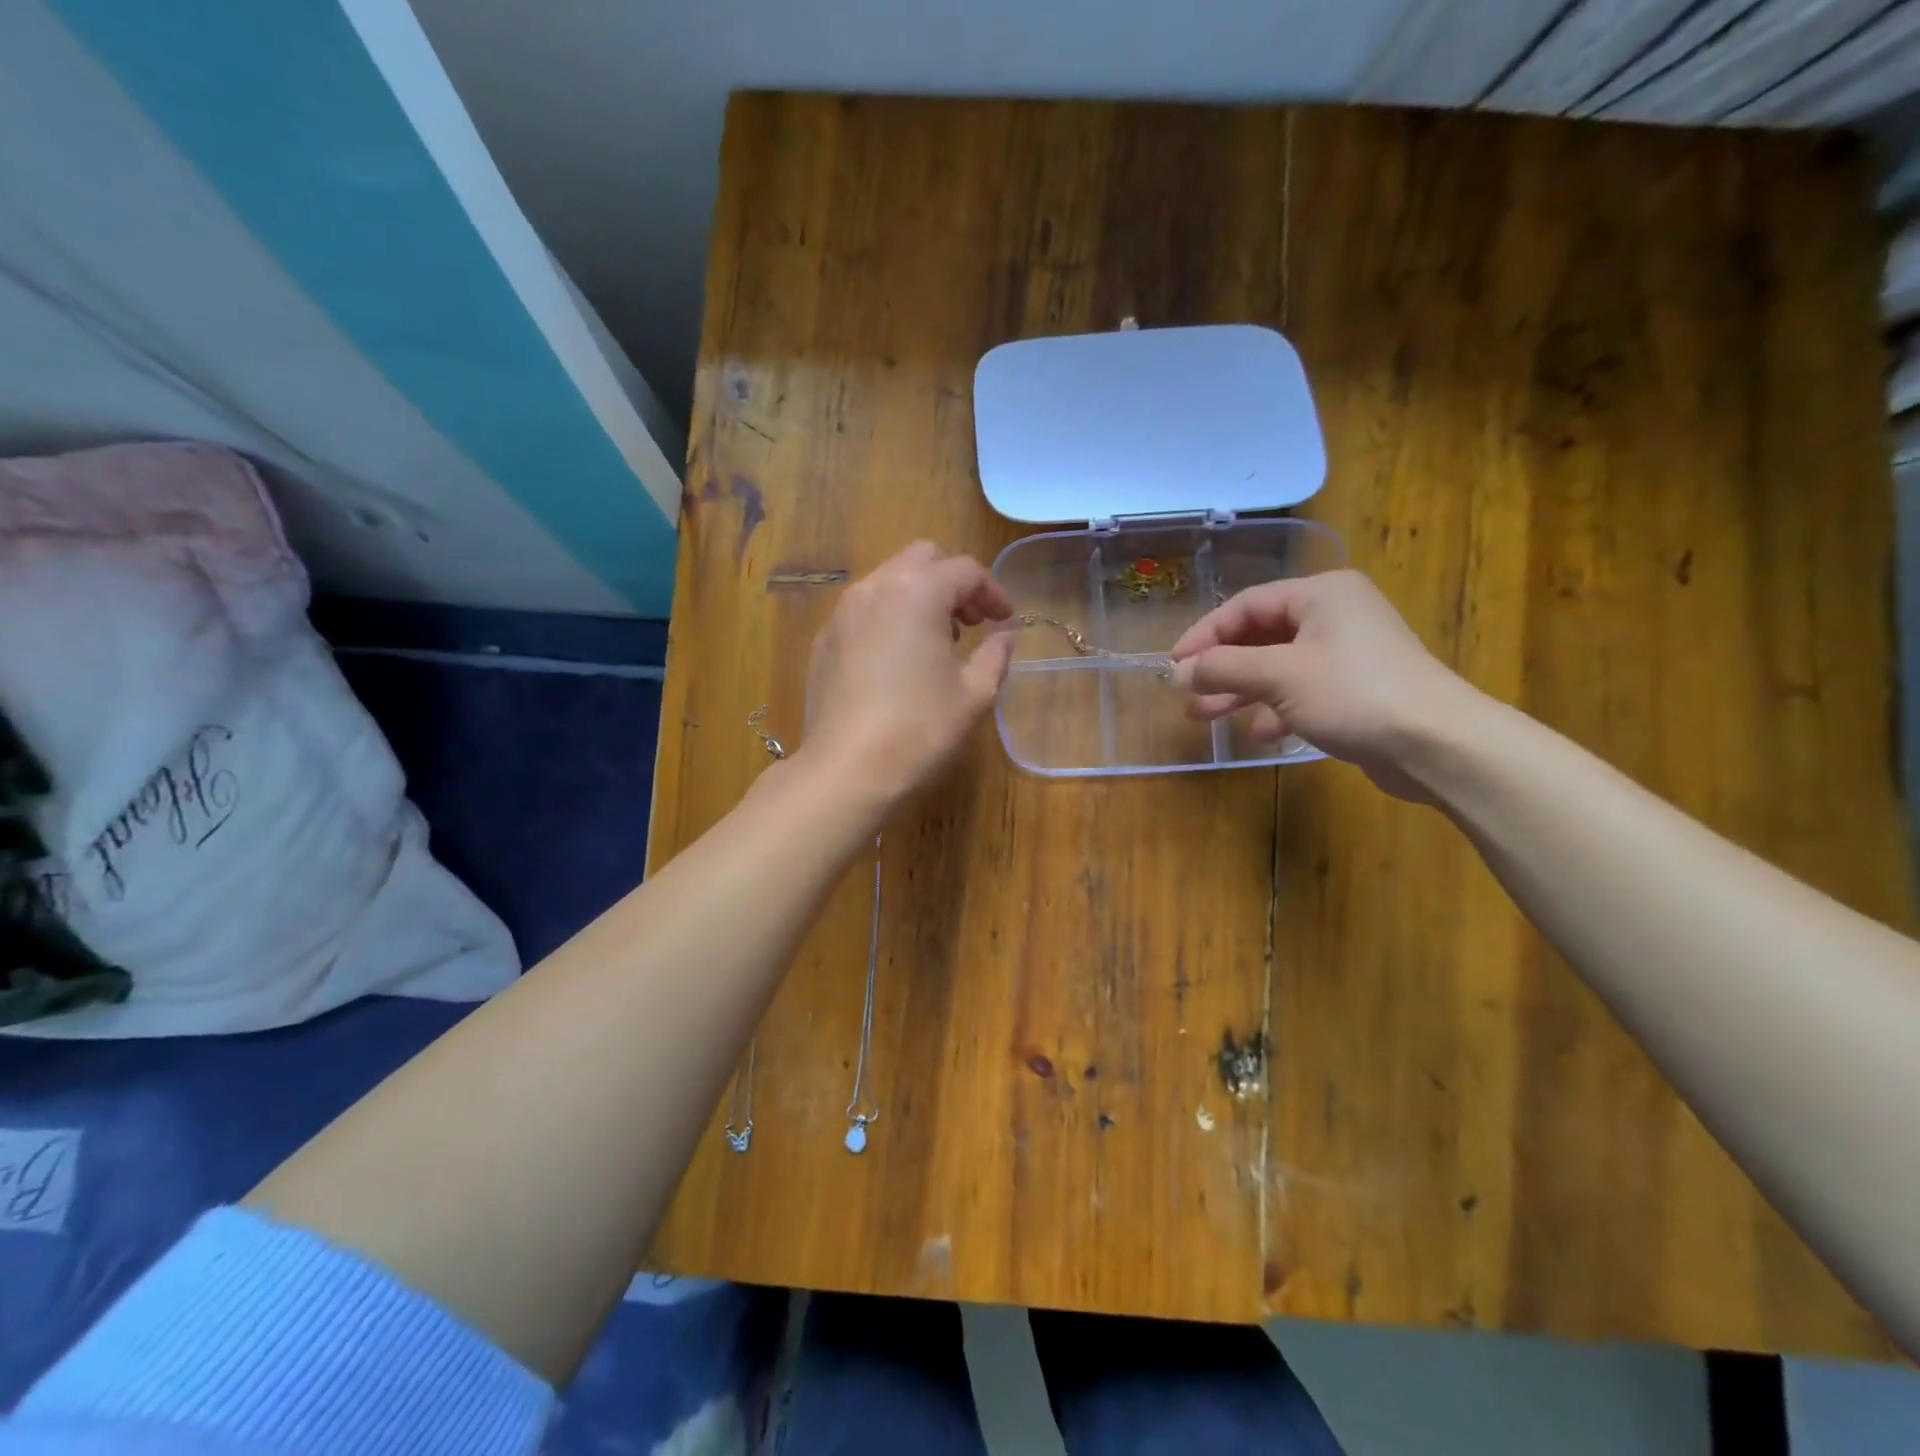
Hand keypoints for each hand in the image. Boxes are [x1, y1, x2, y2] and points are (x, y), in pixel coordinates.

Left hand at [801, 541, 1014, 802]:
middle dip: (953, 583)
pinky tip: (899, 659)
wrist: (846, 770)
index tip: (1005, 620)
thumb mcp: (974, 695)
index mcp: (917, 591)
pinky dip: (889, 617)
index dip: (993, 592)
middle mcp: (875, 588)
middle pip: (922, 560)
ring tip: (938, 641)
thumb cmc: (920, 729)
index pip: (964, 570)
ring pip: (889, 581)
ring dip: (919, 598)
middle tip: (972, 622)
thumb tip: (1004, 638)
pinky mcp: (824, 640)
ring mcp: (842, 612)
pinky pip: (864, 610)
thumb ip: (995, 656)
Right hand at [1169, 569, 1485, 799]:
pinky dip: (1276, 708)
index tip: (1174, 666)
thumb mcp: (1278, 675)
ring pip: (1278, 666)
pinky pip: (1302, 690)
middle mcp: (1335, 615)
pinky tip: (1261, 733)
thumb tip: (1178, 671)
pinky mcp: (1357, 688)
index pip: (1245, 606)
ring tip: (1205, 717)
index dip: (1204, 634)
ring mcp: (1348, 652)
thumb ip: (1223, 668)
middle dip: (1220, 667)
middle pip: (1260, 636)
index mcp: (1320, 595)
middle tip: (1186, 694)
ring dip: (1241, 691)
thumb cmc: (1352, 693)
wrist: (1437, 743)